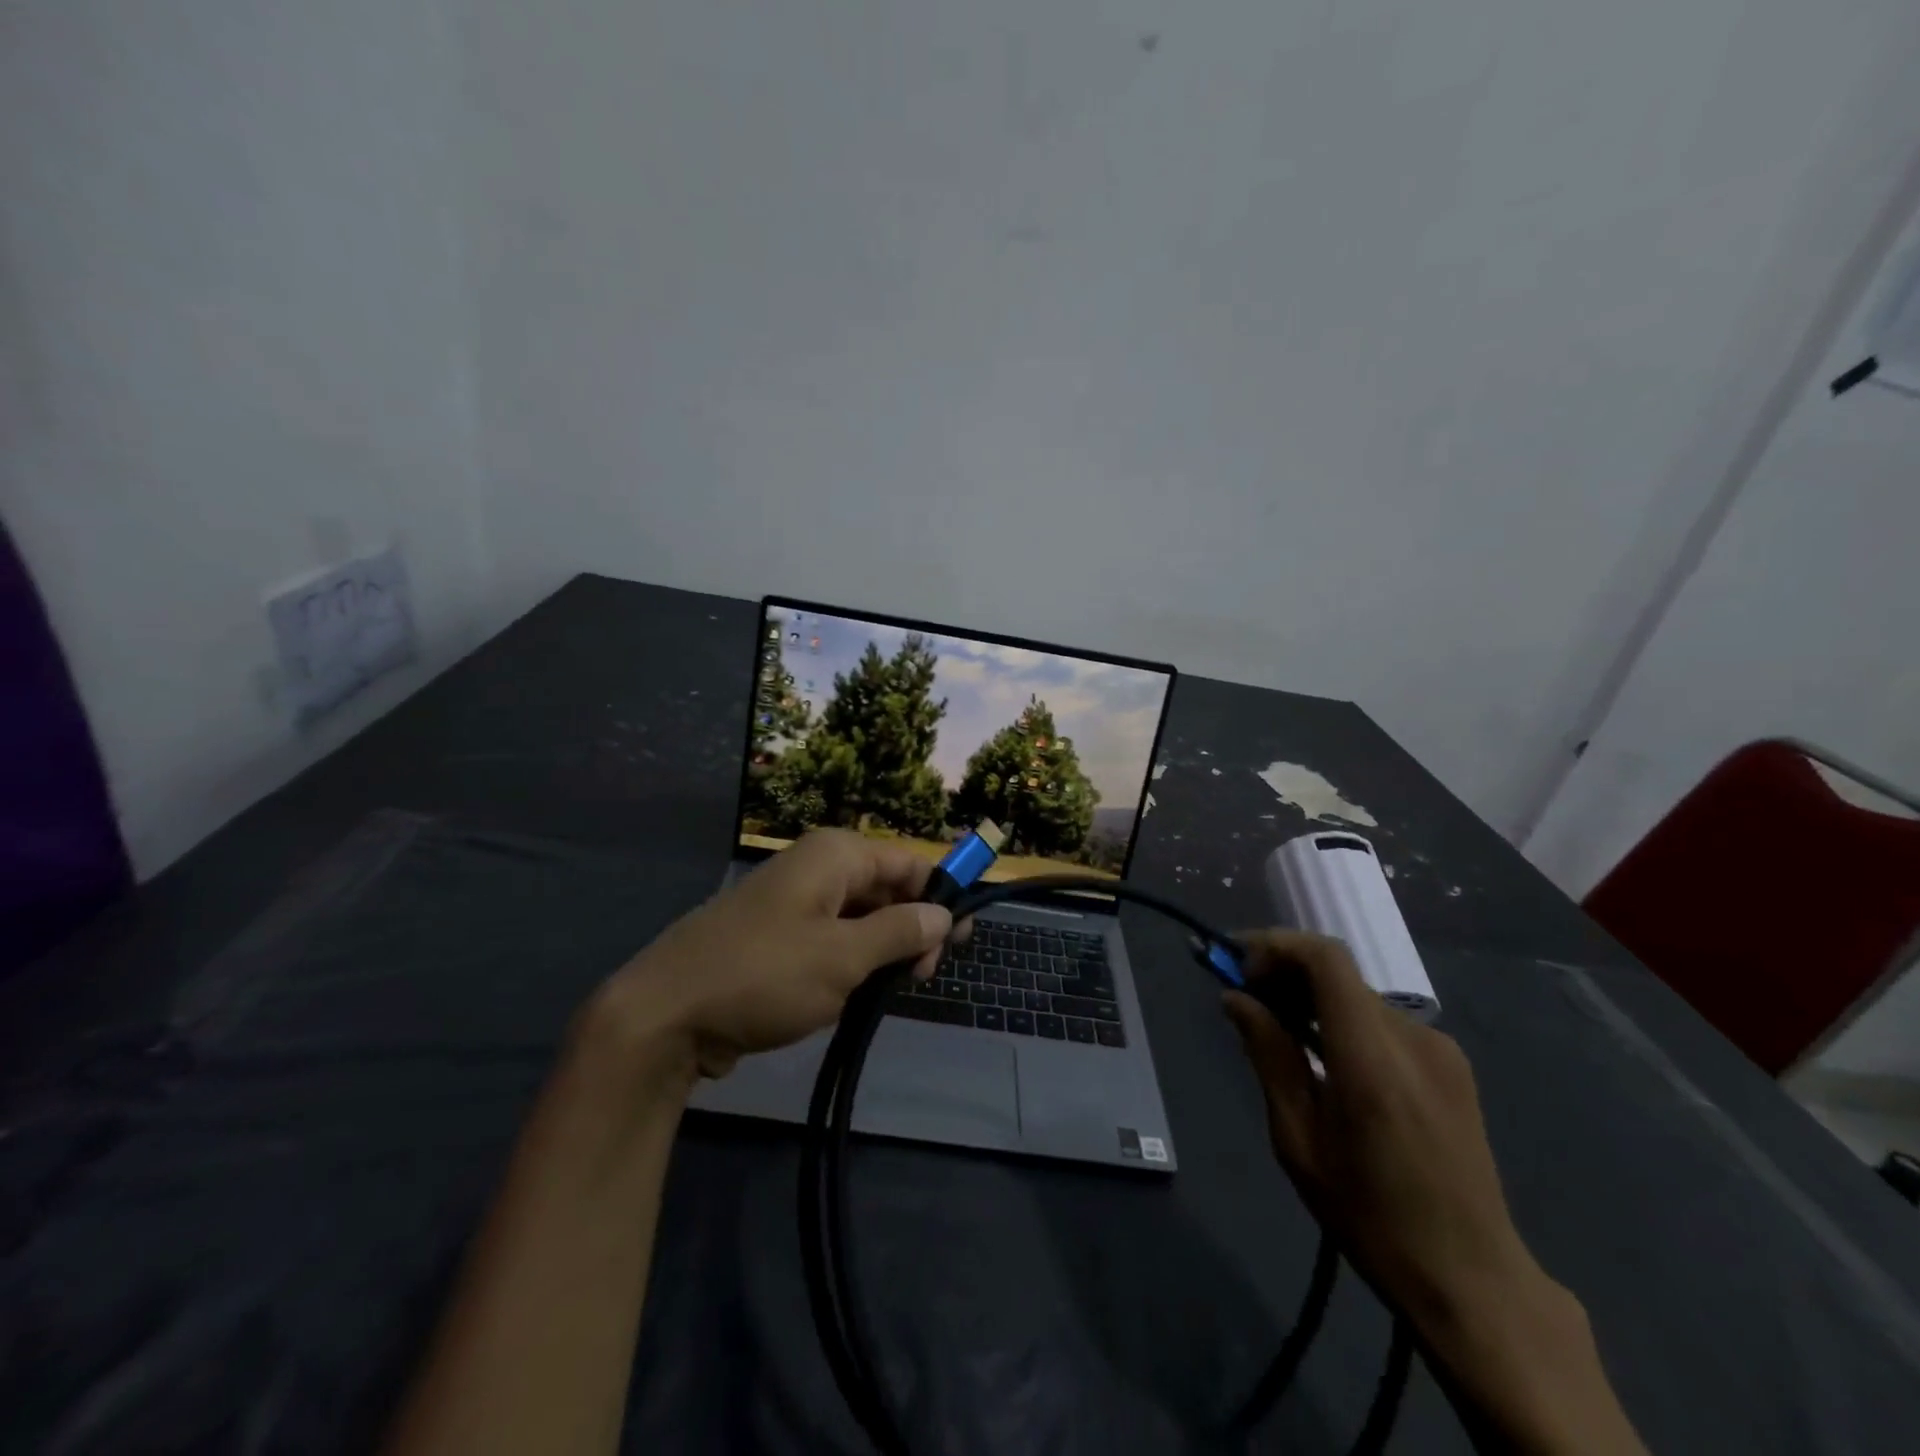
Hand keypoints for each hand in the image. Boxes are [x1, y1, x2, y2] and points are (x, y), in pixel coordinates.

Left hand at [597, 830, 954, 1082]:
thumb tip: (943, 914)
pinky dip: (852, 960)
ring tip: (892, 988)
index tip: (962, 940)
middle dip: (912, 926)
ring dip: (882, 948)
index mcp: (835, 854)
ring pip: (859, 915)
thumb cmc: (765, 975)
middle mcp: (815, 866)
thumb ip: (901, 931)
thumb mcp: (844, 956)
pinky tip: (855, 992)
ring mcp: (793, 901)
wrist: (665, 1014)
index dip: (940, 895)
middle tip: (923, 976)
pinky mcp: (776, 935)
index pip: (909, 861)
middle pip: (885, 886)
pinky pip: (830, 937)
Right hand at [1221, 930, 1534, 1330]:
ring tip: (1278, 1029)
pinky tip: (1323, 1054)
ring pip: (1357, 993)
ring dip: (1311, 996)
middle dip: (1284, 971)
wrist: (1472, 1279)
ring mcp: (1440, 1049)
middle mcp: (1413, 1038)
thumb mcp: (1298, 1140)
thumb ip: (1269, 1056)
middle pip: (1338, 971)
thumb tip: (1235, 998)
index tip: (1239, 969)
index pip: (1326, 959)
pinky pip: (1381, 1019)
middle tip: (1246, 1000)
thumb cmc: (1370, 1216)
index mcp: (1372, 1059)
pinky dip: (1341, 1017)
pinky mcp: (1451, 1064)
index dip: (1276, 946)